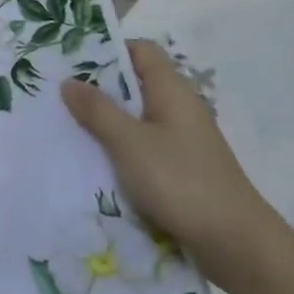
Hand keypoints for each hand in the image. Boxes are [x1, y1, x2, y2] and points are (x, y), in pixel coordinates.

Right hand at [60, 39, 285, 286]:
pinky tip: (94, 161)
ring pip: (136, 118)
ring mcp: (181, 140)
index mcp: (172, 91)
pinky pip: (142, 147)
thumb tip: (69, 81)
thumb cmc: (181, 181)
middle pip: (135, 84)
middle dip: (98, 88)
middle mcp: (178, 108)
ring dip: (106, 122)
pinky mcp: (180, 169)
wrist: (236, 244)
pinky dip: (119, 149)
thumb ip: (98, 110)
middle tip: (58, 95)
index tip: (72, 61)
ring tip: (67, 127)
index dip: (109, 50)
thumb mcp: (130, 143)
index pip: (141, 50)